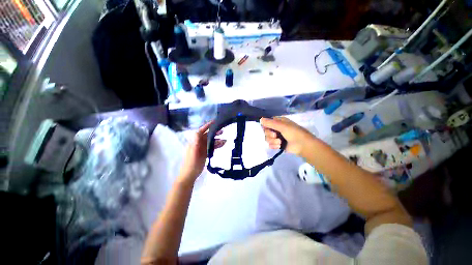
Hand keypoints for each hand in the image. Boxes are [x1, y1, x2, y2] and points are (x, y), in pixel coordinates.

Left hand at [179, 121, 225, 181]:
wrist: (190, 175)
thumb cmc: (191, 164)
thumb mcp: (193, 153)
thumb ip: (195, 143)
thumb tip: (197, 132)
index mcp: (194, 142)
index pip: (200, 131)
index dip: (207, 126)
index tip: (214, 122)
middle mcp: (198, 143)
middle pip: (207, 136)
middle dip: (214, 133)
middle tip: (222, 131)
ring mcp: (202, 148)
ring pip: (210, 142)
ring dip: (217, 140)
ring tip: (225, 140)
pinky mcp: (205, 153)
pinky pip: (211, 147)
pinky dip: (217, 146)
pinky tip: (222, 145)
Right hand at [260, 117, 314, 155]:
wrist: (303, 146)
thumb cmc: (294, 133)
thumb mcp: (282, 126)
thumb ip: (270, 123)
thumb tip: (260, 119)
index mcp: (279, 122)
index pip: (267, 122)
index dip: (265, 126)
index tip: (267, 129)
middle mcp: (277, 128)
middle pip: (266, 131)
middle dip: (269, 135)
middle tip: (276, 136)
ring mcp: (277, 137)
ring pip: (267, 138)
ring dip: (272, 141)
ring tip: (280, 143)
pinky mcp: (278, 144)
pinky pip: (270, 144)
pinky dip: (274, 145)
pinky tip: (279, 146)